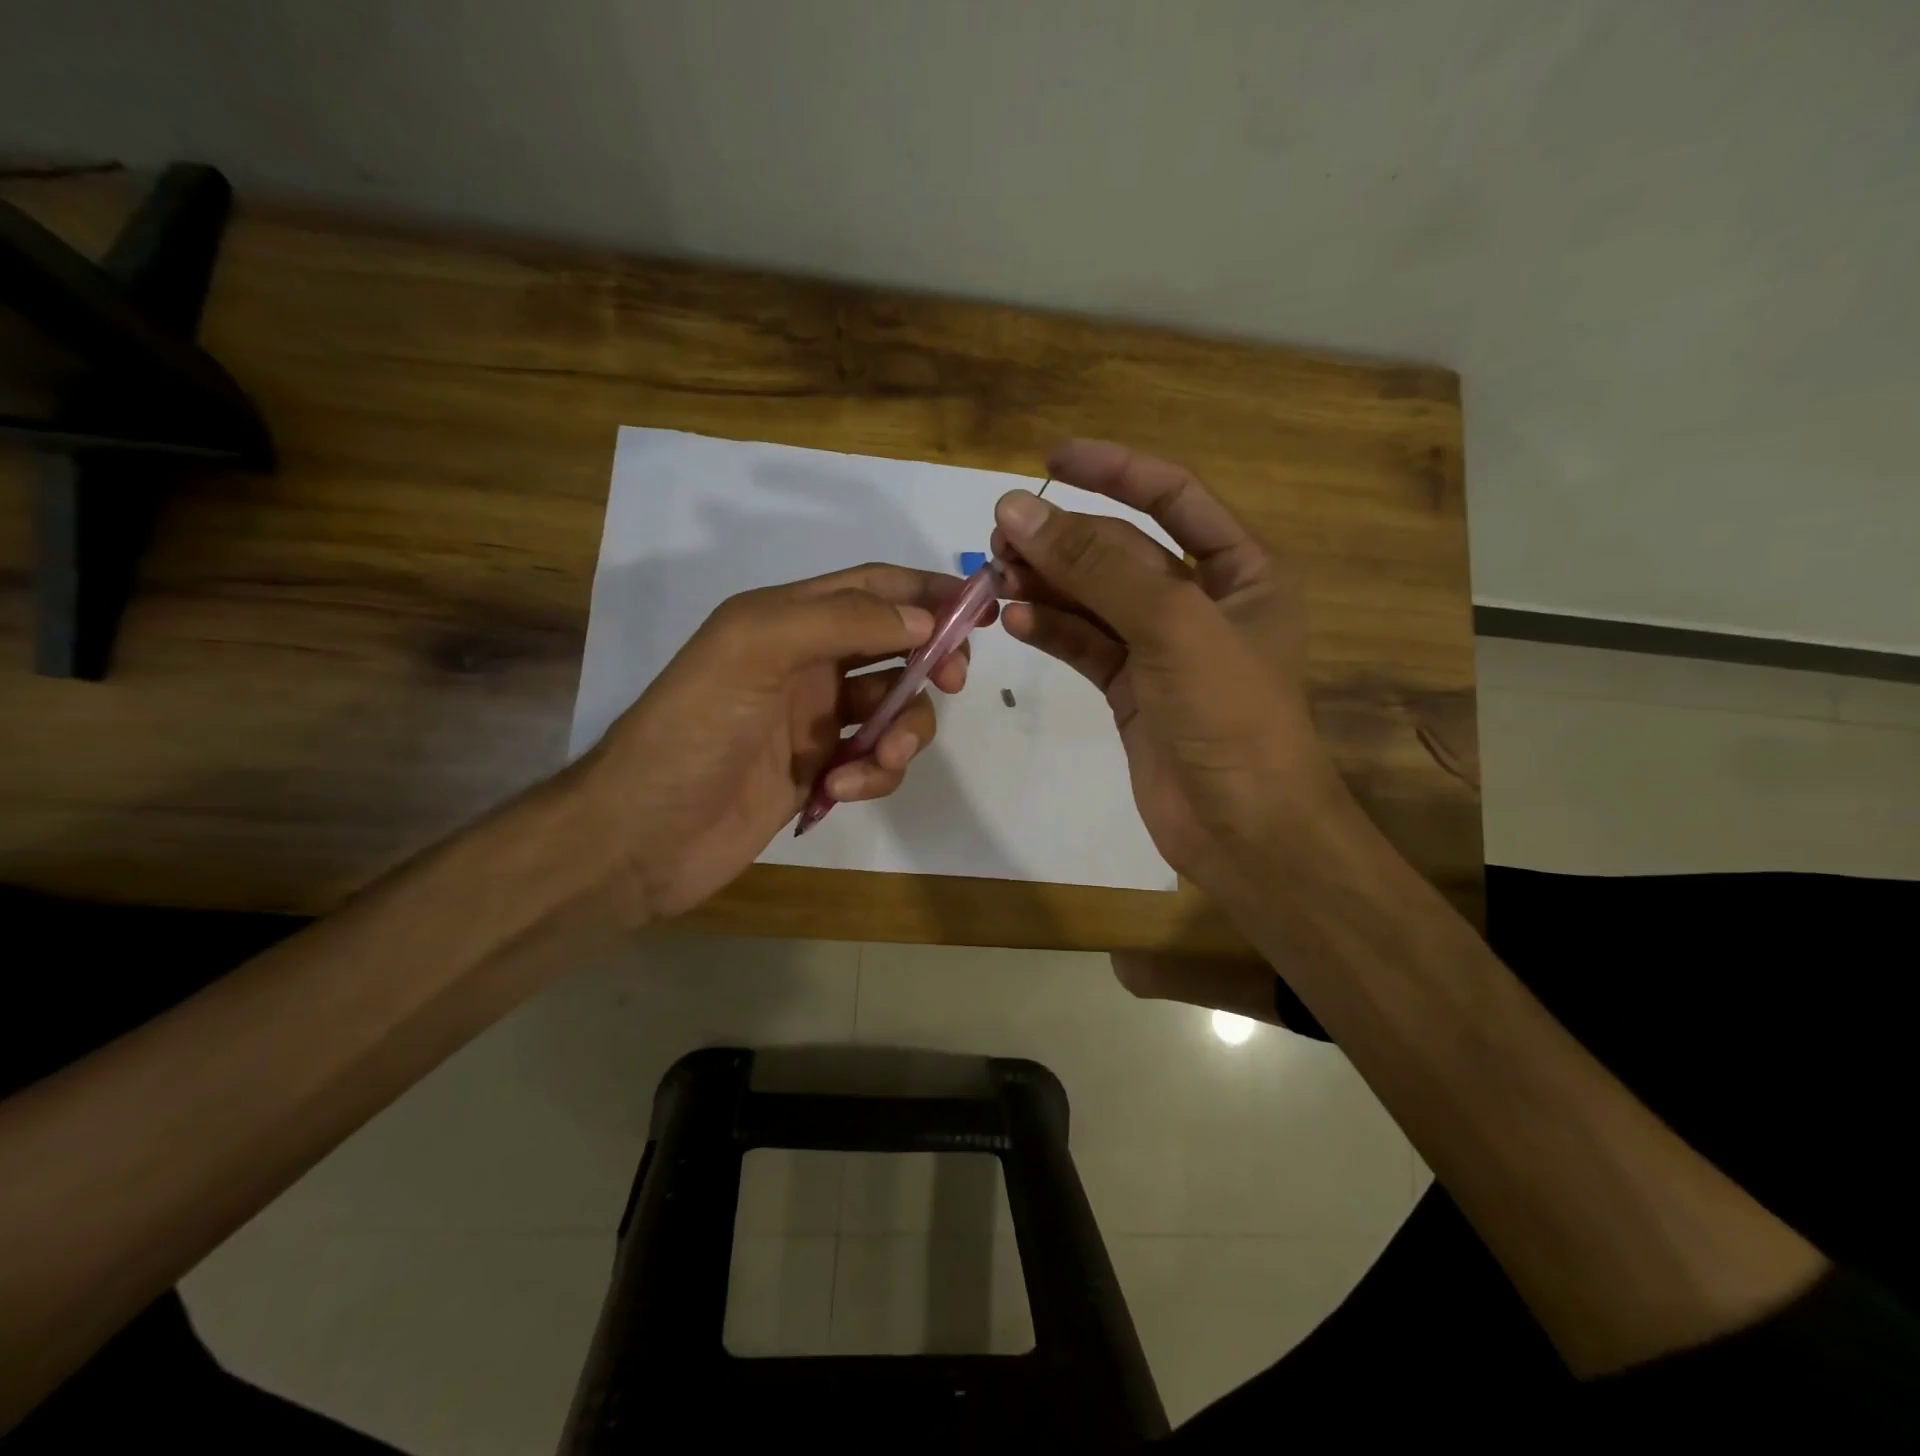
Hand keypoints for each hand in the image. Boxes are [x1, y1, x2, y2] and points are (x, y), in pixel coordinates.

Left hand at [573, 563, 985, 919]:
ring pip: (894, 709)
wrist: (641, 835)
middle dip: (931, 660)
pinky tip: (841, 791)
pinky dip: (873, 774)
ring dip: (903, 732)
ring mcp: (815, 721)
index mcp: (787, 619)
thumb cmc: (692, 730)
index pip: (873, 588)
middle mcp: (807, 663)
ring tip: (878, 761)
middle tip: (952, 680)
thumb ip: (839, 621)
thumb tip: (923, 621)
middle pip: (896, 646)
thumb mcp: (754, 650)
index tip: (980, 610)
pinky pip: (874, 762)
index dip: (926, 592)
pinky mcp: (820, 772)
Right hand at [990, 440, 1350, 900]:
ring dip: (1047, 585)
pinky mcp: (1131, 689)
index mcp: (1243, 569)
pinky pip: (1085, 645)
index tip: (1050, 458)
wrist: (1242, 827)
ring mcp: (1163, 648)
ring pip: (1095, 599)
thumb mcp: (1172, 625)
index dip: (1114, 469)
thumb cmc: (1230, 715)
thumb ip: (1096, 566)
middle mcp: (1204, 601)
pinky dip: (1051, 630)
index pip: (1173, 496)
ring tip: (995, 578)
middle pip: (1122, 550)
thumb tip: (1018, 510)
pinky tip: (1015, 621)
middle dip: (1063, 540)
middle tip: (999, 537)